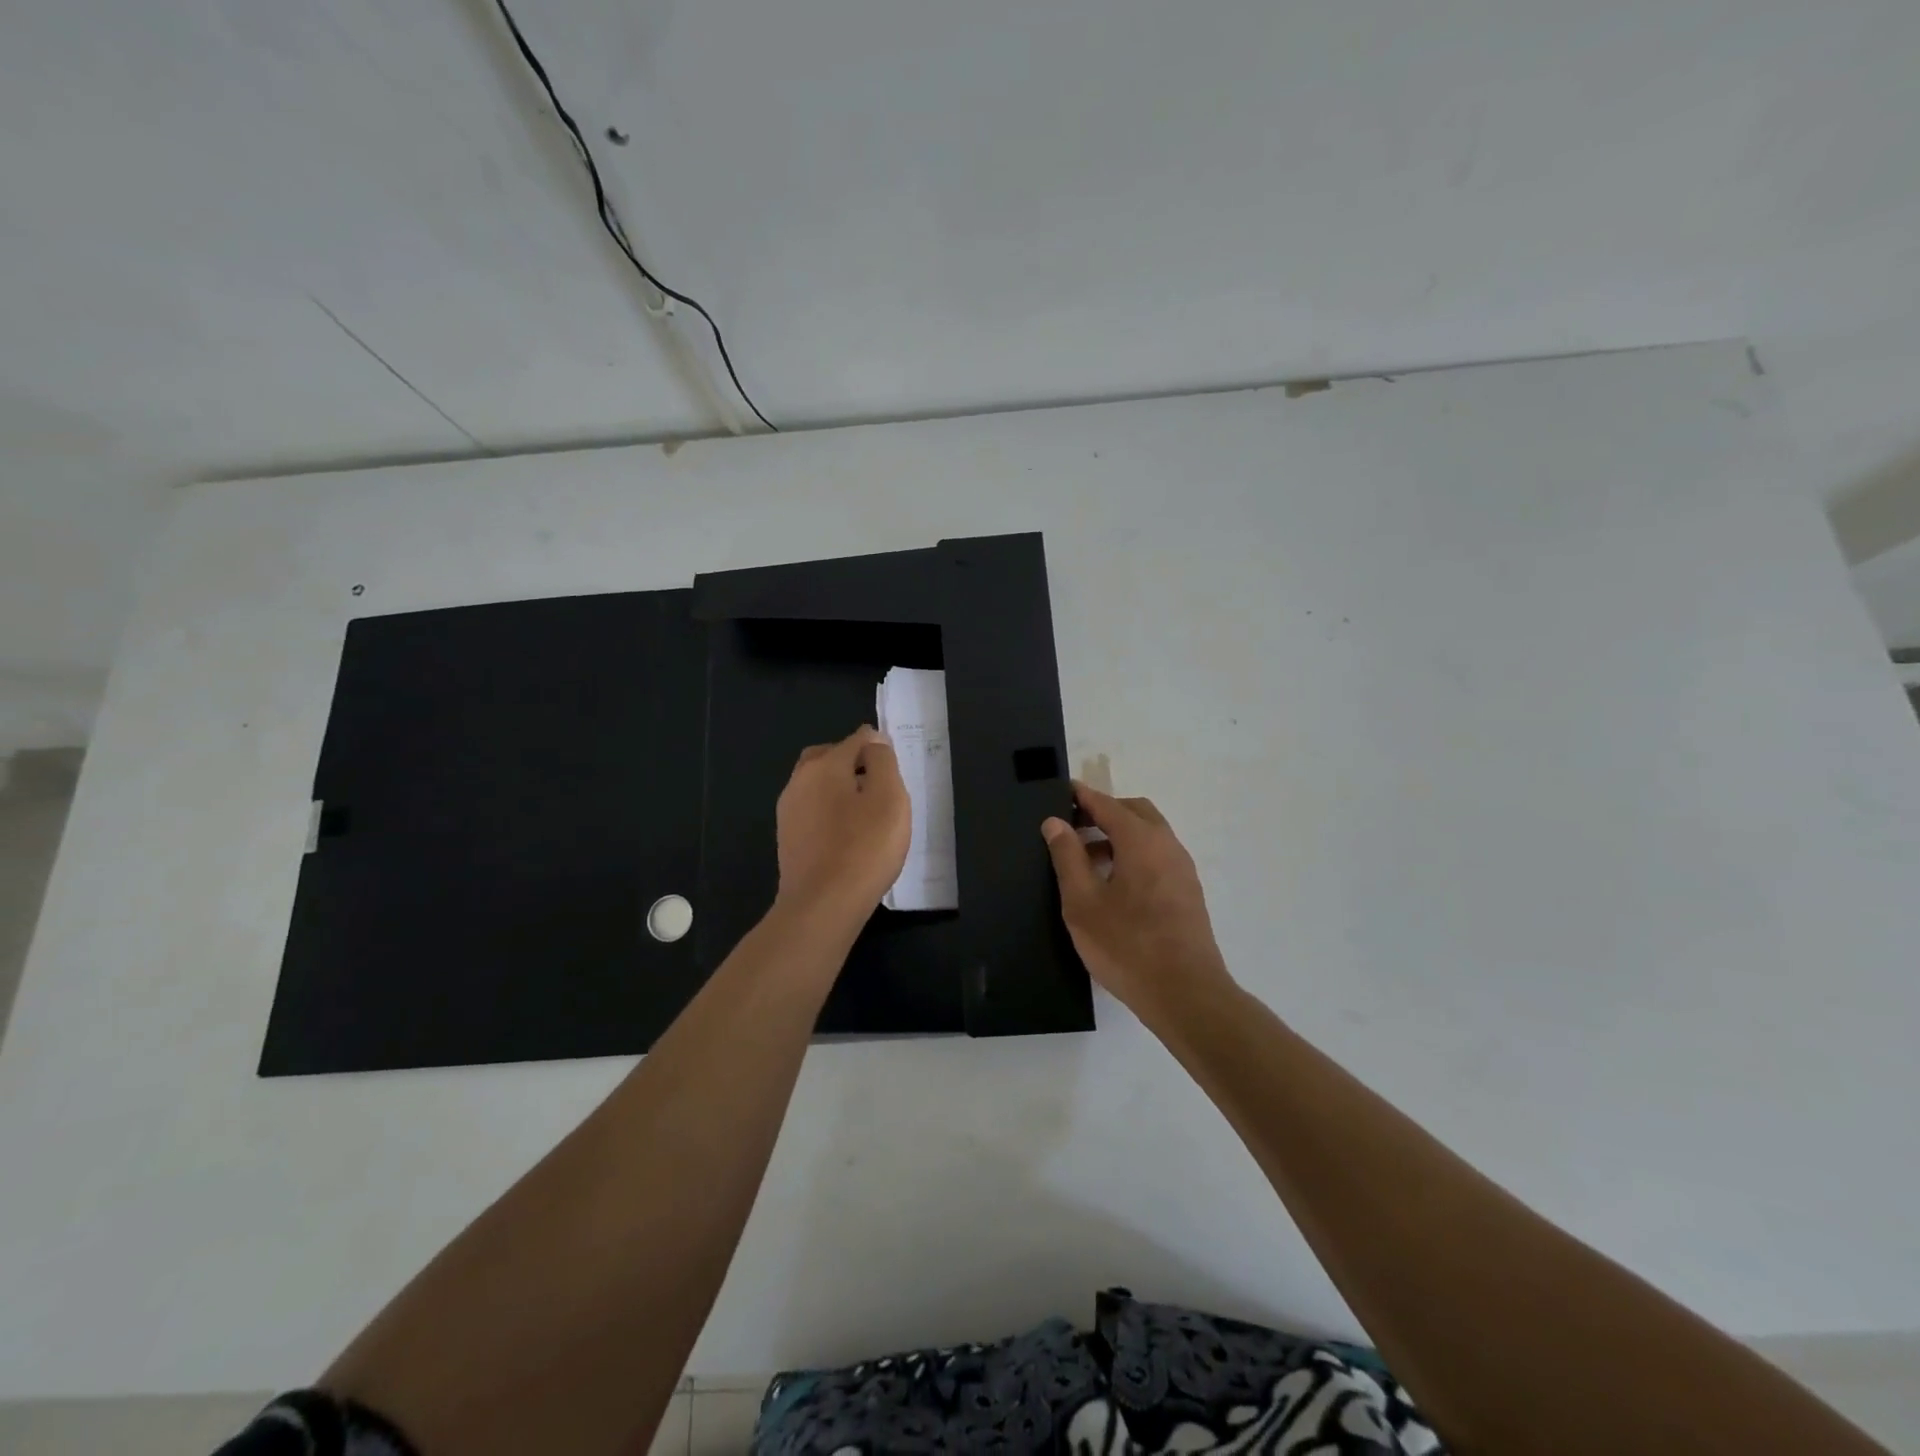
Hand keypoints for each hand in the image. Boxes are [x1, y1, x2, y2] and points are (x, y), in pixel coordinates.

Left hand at [775, 725, 910, 927]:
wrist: (822, 905)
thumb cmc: (864, 847)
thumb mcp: (889, 797)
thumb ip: (882, 762)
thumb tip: (873, 741)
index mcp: (825, 765)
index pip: (857, 740)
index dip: (878, 747)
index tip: (895, 766)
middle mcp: (799, 781)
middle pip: (828, 757)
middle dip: (851, 761)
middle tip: (877, 782)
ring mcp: (788, 811)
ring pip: (816, 784)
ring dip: (837, 787)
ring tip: (865, 810)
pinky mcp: (788, 839)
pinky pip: (811, 810)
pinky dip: (828, 811)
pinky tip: (846, 833)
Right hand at [1042, 784, 1232, 1022]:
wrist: (1185, 994)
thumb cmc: (1126, 945)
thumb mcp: (1082, 902)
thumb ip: (1068, 857)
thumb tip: (1056, 822)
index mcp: (1141, 840)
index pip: (1107, 804)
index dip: (1082, 796)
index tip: (1062, 791)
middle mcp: (1167, 845)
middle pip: (1134, 812)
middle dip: (1103, 812)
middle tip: (1072, 827)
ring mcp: (1182, 869)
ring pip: (1148, 835)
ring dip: (1118, 835)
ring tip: (1085, 860)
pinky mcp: (1188, 893)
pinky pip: (1157, 857)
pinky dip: (1133, 855)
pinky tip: (1113, 884)